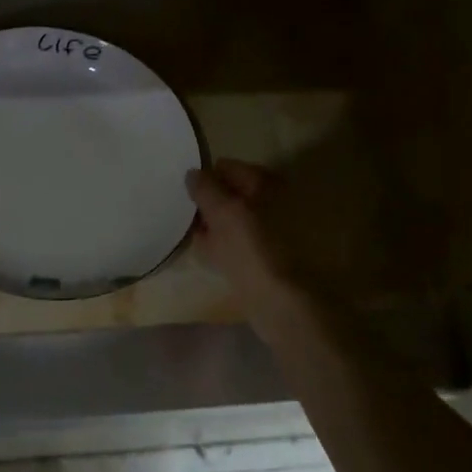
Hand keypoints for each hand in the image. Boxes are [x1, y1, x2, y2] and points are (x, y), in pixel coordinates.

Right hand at [186, 160, 307, 321]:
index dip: (206, 178)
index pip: (228, 168)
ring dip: (214, 225)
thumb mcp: (223, 212)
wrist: (284, 304)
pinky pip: (239, 242)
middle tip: (188, 215)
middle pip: (232, 194)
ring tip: (193, 234)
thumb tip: (192, 172)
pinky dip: (224, 244)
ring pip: (234, 219)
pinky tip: (208, 254)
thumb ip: (205, 188)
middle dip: (210, 203)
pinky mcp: (271, 257)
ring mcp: (276, 231)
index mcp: (268, 184)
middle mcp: (276, 201)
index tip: (187, 193)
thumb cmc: (253, 251)